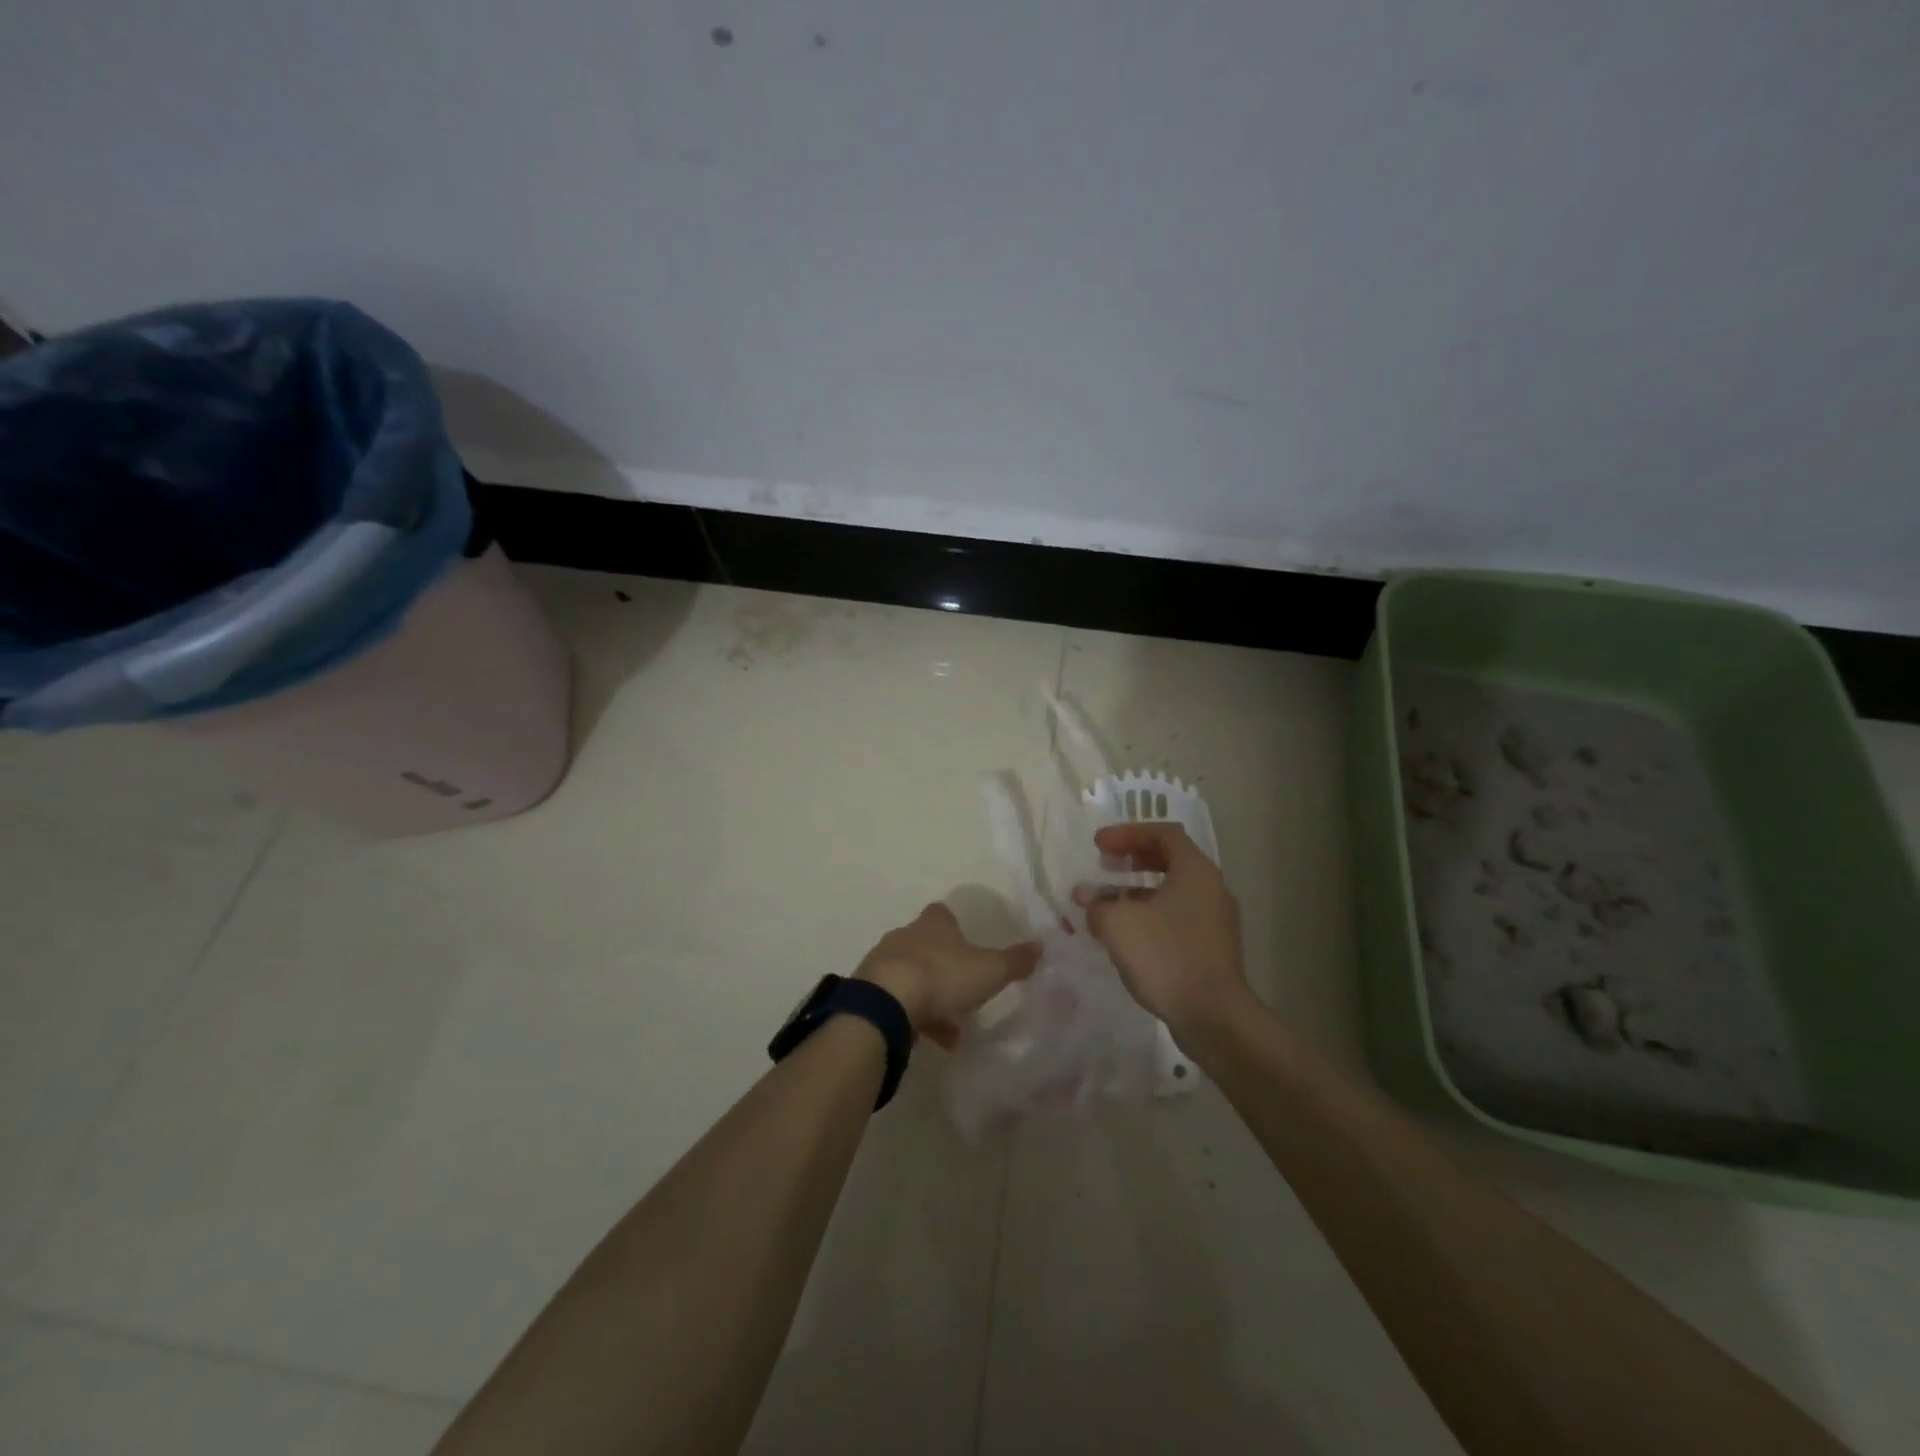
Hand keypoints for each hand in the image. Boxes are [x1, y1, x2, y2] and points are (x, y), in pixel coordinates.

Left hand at [855, 902, 1039, 1046]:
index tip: (967, 944)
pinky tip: (926, 1040)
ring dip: (928, 997)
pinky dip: (911, 1016)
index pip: (943, 914)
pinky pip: (895, 1000)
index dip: (954, 927)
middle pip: (925, 945)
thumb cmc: (942, 976)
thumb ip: (1014, 960)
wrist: (885, 1002)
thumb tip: (1041, 945)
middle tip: (963, 993)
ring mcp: (883, 962)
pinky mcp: (868, 991)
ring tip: (950, 1031)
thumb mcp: (989, 971)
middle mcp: (905, 936)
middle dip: (943, 967)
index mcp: (934, 924)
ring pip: (910, 975)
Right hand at [1073, 822, 1250, 1036]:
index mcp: (1195, 871)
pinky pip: (1176, 917)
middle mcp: (1211, 888)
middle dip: (1133, 858)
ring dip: (1136, 890)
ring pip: (1172, 891)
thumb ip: (1097, 903)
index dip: (1127, 833)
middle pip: (1170, 859)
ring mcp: (1214, 920)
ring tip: (1105, 901)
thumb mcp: (1118, 923)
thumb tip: (1088, 897)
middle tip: (1104, 864)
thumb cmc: (1165, 956)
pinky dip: (1149, 914)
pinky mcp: (1211, 948)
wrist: (1213, 1016)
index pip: (1163, 833)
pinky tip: (1125, 933)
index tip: (1098, 845)